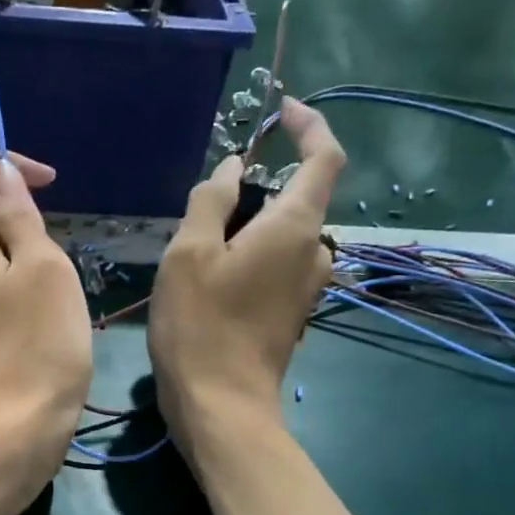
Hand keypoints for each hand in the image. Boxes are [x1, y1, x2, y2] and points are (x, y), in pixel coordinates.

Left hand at [0, 153, 92, 492]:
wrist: (15, 426)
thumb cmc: (38, 341)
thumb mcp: (42, 266)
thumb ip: (19, 216)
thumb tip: (2, 177)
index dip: (5, 165)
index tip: (50, 183)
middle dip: (16, 210)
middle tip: (57, 246)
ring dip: (19, 249)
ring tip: (54, 282)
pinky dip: (13, 280)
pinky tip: (40, 310)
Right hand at [149, 98, 345, 459]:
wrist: (220, 405)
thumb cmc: (200, 324)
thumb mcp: (189, 253)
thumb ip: (211, 201)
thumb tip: (230, 170)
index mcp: (296, 226)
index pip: (324, 157)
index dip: (309, 126)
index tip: (281, 109)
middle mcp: (314, 251)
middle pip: (296, 197)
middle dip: (257, 186)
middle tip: (203, 206)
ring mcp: (307, 286)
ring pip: (283, 234)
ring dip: (248, 224)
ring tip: (199, 246)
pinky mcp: (292, 312)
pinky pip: (277, 264)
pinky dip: (251, 253)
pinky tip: (211, 278)